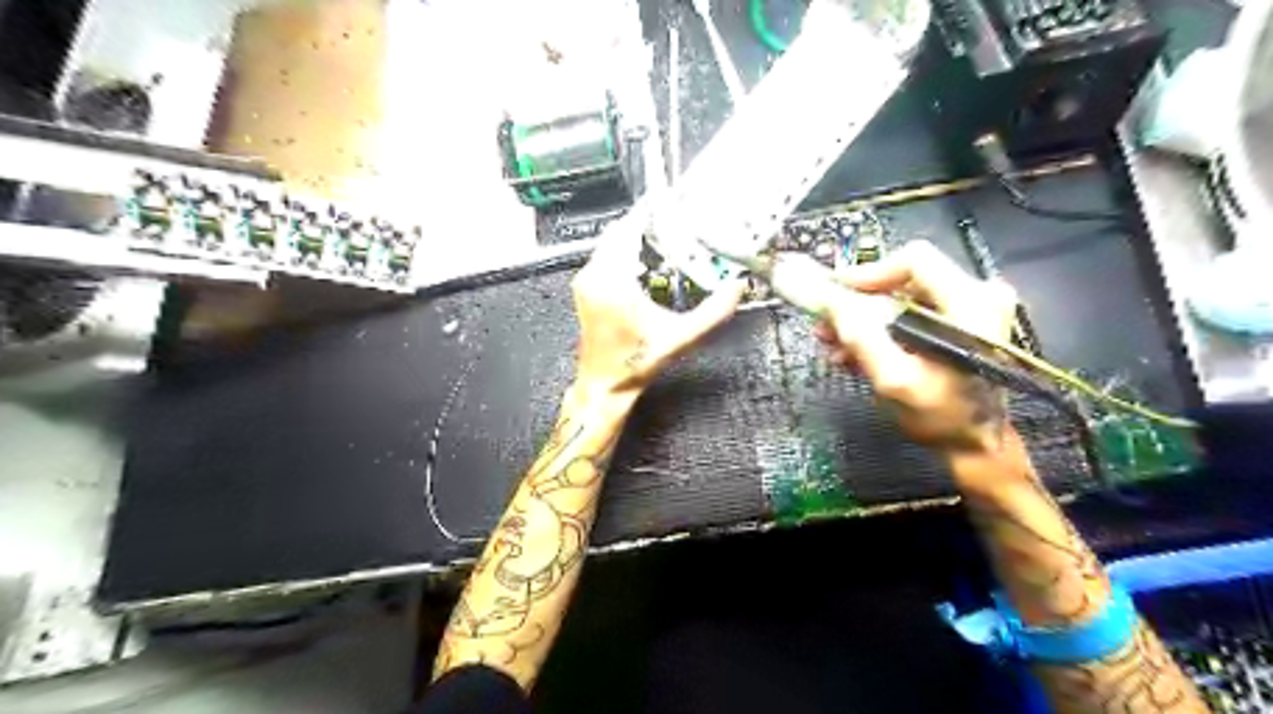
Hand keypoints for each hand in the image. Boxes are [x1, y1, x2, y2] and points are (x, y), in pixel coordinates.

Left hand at [567, 210, 748, 402]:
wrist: (604, 383)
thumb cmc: (637, 363)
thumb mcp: (681, 338)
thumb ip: (713, 312)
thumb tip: (738, 287)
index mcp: (614, 282)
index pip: (629, 230)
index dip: (649, 210)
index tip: (669, 197)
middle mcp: (594, 275)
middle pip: (619, 231)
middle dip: (646, 221)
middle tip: (676, 217)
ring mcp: (585, 280)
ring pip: (611, 242)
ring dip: (635, 235)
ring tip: (667, 234)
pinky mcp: (585, 287)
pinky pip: (605, 256)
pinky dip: (625, 249)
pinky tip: (648, 256)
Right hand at [822, 240, 1021, 450]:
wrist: (976, 446)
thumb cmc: (941, 418)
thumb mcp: (895, 380)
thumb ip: (862, 338)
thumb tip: (830, 300)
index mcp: (971, 303)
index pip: (913, 260)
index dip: (868, 274)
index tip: (834, 296)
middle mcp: (977, 295)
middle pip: (903, 279)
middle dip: (858, 303)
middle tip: (825, 326)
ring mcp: (969, 309)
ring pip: (901, 297)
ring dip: (863, 319)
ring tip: (835, 345)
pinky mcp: (959, 322)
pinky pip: (910, 313)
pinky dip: (880, 329)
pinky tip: (856, 352)